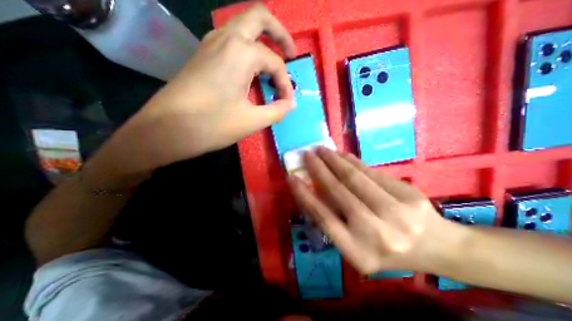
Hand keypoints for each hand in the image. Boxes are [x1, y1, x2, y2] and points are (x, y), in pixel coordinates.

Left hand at [107, 3, 296, 172]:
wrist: (165, 129)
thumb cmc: (211, 125)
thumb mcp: (252, 121)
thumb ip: (277, 110)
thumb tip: (290, 104)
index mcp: (240, 52)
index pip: (275, 62)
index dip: (286, 83)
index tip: (288, 102)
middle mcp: (225, 38)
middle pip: (259, 17)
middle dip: (280, 34)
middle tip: (290, 55)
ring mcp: (211, 44)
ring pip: (243, 26)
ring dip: (263, 40)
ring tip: (273, 65)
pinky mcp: (203, 55)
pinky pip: (232, 41)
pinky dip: (248, 50)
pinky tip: (252, 71)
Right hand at [291, 148, 450, 275]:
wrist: (437, 248)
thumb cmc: (387, 250)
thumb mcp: (355, 245)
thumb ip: (333, 220)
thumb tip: (311, 191)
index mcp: (359, 251)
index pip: (324, 217)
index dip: (305, 195)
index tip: (292, 177)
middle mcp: (376, 233)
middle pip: (339, 192)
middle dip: (319, 170)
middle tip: (307, 154)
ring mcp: (396, 212)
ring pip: (355, 178)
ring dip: (334, 161)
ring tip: (321, 150)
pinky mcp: (408, 194)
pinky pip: (372, 173)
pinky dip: (353, 161)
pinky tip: (341, 154)